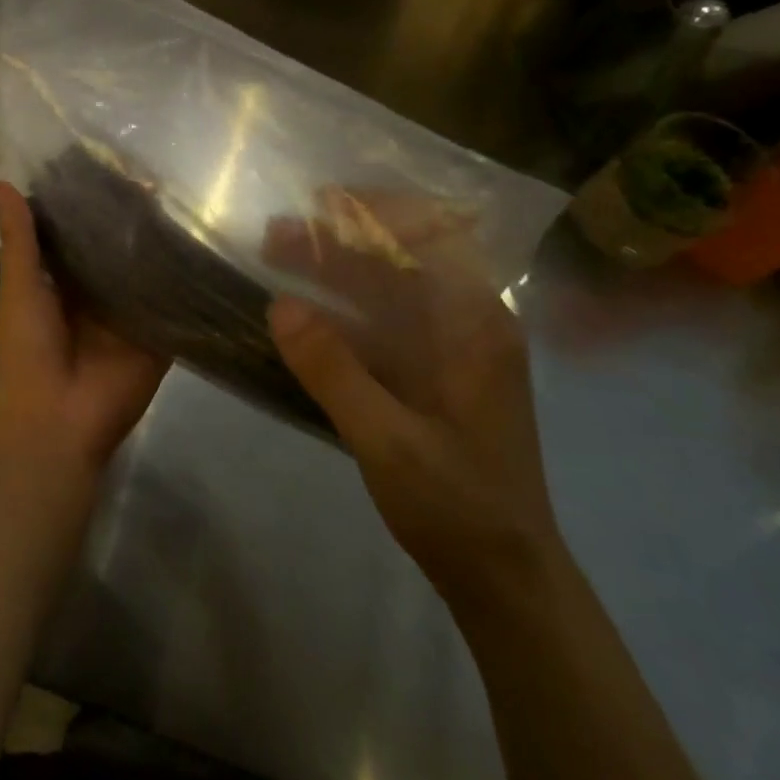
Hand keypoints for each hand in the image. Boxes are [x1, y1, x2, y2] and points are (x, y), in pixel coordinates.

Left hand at [0, 181, 167, 484]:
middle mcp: (97, 290)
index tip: (109, 161)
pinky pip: (172, 299)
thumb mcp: (21, 287)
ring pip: (147, 268)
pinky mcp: (158, 331)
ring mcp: (130, 310)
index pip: (78, 231)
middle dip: (131, 217)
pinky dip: (184, 276)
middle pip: (116, 246)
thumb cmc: (31, 350)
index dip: (90, 201)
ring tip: (184, 195)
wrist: (61, 421)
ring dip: (160, 240)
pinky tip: (204, 240)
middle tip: (156, 172)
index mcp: (61, 279)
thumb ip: (19, 238)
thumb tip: (0, 182)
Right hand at [265, 189, 562, 600]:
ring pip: (390, 289)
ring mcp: (452, 351)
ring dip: (336, 269)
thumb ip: (333, 370)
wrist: (505, 578)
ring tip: (277, 257)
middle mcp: (470, 325)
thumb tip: (278, 303)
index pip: (434, 237)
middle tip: (274, 234)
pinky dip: (343, 308)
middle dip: (339, 239)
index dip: (378, 210)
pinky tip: (304, 310)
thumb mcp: (388, 440)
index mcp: (477, 326)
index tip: (319, 201)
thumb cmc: (458, 506)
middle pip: (404, 259)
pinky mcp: (433, 376)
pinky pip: (385, 323)